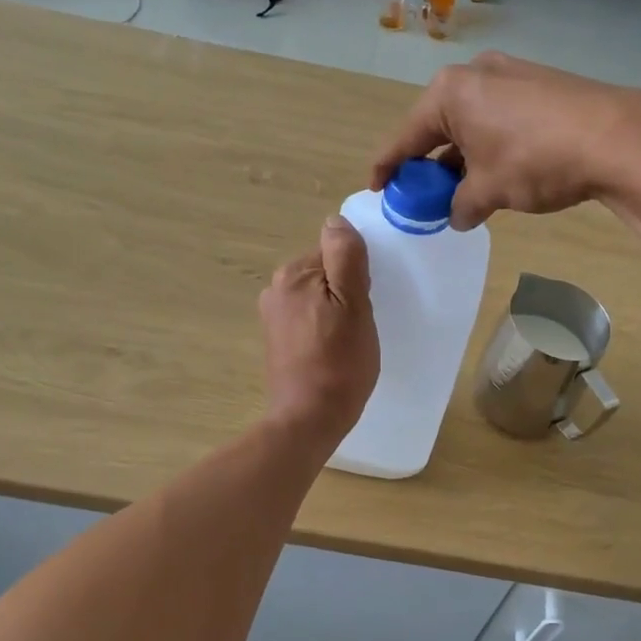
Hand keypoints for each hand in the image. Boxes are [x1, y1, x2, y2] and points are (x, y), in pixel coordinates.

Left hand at [259, 216, 378, 444]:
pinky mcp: (277, 340)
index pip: (335, 252)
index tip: (367, 301)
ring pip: (318, 297)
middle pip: (324, 273)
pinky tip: (334, 351)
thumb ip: (345, 257)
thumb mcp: (353, 304)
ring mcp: (273, 316)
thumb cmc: (338, 362)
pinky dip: (323, 328)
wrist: (308, 419)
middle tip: (361, 323)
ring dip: (336, 311)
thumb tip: (335, 221)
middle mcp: (276, 289)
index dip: (357, 274)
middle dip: (346, 291)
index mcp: (293, 274)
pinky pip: (308, 319)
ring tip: (350, 340)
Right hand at [369, 51, 640, 230]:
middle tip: (423, 194)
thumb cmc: (535, 160)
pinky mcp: (540, 84)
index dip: (388, 165)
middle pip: (438, 126)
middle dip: (429, 163)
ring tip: (462, 190)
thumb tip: (458, 216)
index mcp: (449, 93)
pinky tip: (498, 172)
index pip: (405, 136)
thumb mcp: (489, 190)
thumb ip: (462, 205)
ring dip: (462, 157)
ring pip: (471, 122)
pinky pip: (499, 118)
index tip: (377, 187)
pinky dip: (490, 145)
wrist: (616, 137)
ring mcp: (511, 74)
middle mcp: (475, 74)